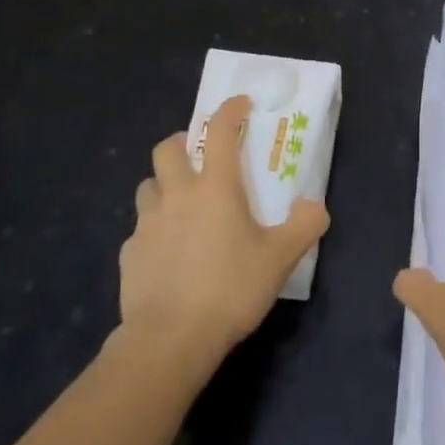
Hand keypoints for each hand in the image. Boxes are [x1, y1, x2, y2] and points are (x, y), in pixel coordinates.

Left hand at [118, 95, 329, 365]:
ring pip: (148, 186)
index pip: (220, 132)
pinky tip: (168, 253)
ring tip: (181, 204)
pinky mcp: (130, 255)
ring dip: (163, 185)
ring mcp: (147, 224)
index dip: (230, 111)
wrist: (170, 339)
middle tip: (198, 154)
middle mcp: (177, 196)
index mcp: (215, 187)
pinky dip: (154, 230)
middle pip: (168, 150)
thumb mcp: (280, 258)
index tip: (240, 104)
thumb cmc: (230, 288)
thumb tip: (315, 205)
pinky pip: (140, 230)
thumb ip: (304, 226)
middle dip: (183, 142)